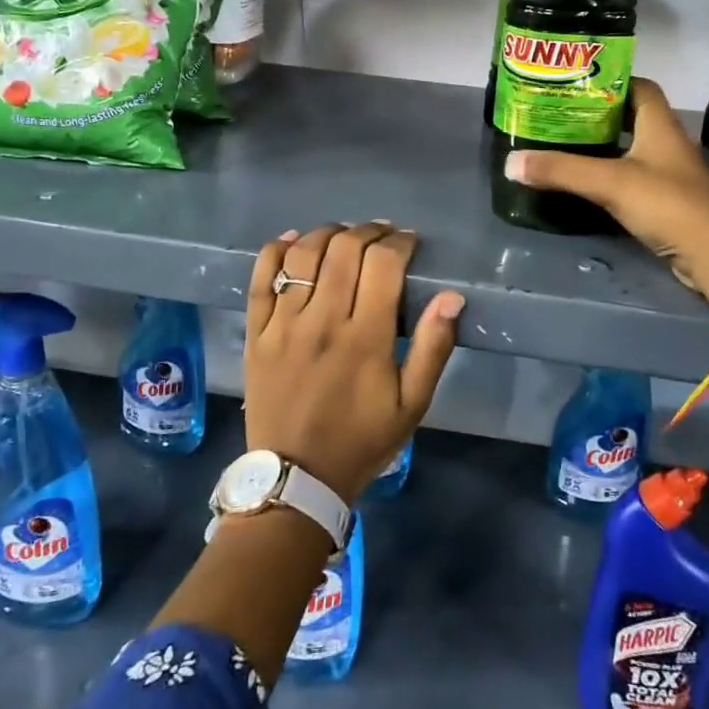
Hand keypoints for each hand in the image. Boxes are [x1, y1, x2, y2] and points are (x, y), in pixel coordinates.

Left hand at [245, 223, 462, 503]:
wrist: (296, 477)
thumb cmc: (361, 440)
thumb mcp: (412, 405)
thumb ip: (434, 348)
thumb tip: (451, 297)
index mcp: (365, 338)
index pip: (383, 264)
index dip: (399, 243)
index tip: (409, 243)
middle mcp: (322, 321)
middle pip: (344, 249)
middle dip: (369, 231)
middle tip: (382, 235)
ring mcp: (283, 324)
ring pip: (302, 255)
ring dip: (327, 233)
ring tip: (343, 235)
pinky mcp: (257, 333)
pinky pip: (260, 278)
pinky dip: (276, 251)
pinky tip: (292, 241)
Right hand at [501, 78, 708, 315]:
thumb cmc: (666, 203)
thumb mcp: (609, 182)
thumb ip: (561, 171)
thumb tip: (511, 162)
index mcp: (660, 124)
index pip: (639, 87)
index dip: (610, 82)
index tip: (576, 86)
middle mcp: (668, 142)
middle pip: (632, 118)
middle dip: (598, 116)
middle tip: (560, 117)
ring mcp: (670, 173)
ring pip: (632, 149)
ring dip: (604, 147)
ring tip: (566, 147)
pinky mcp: (667, 201)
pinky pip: (634, 178)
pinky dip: (611, 175)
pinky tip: (587, 183)